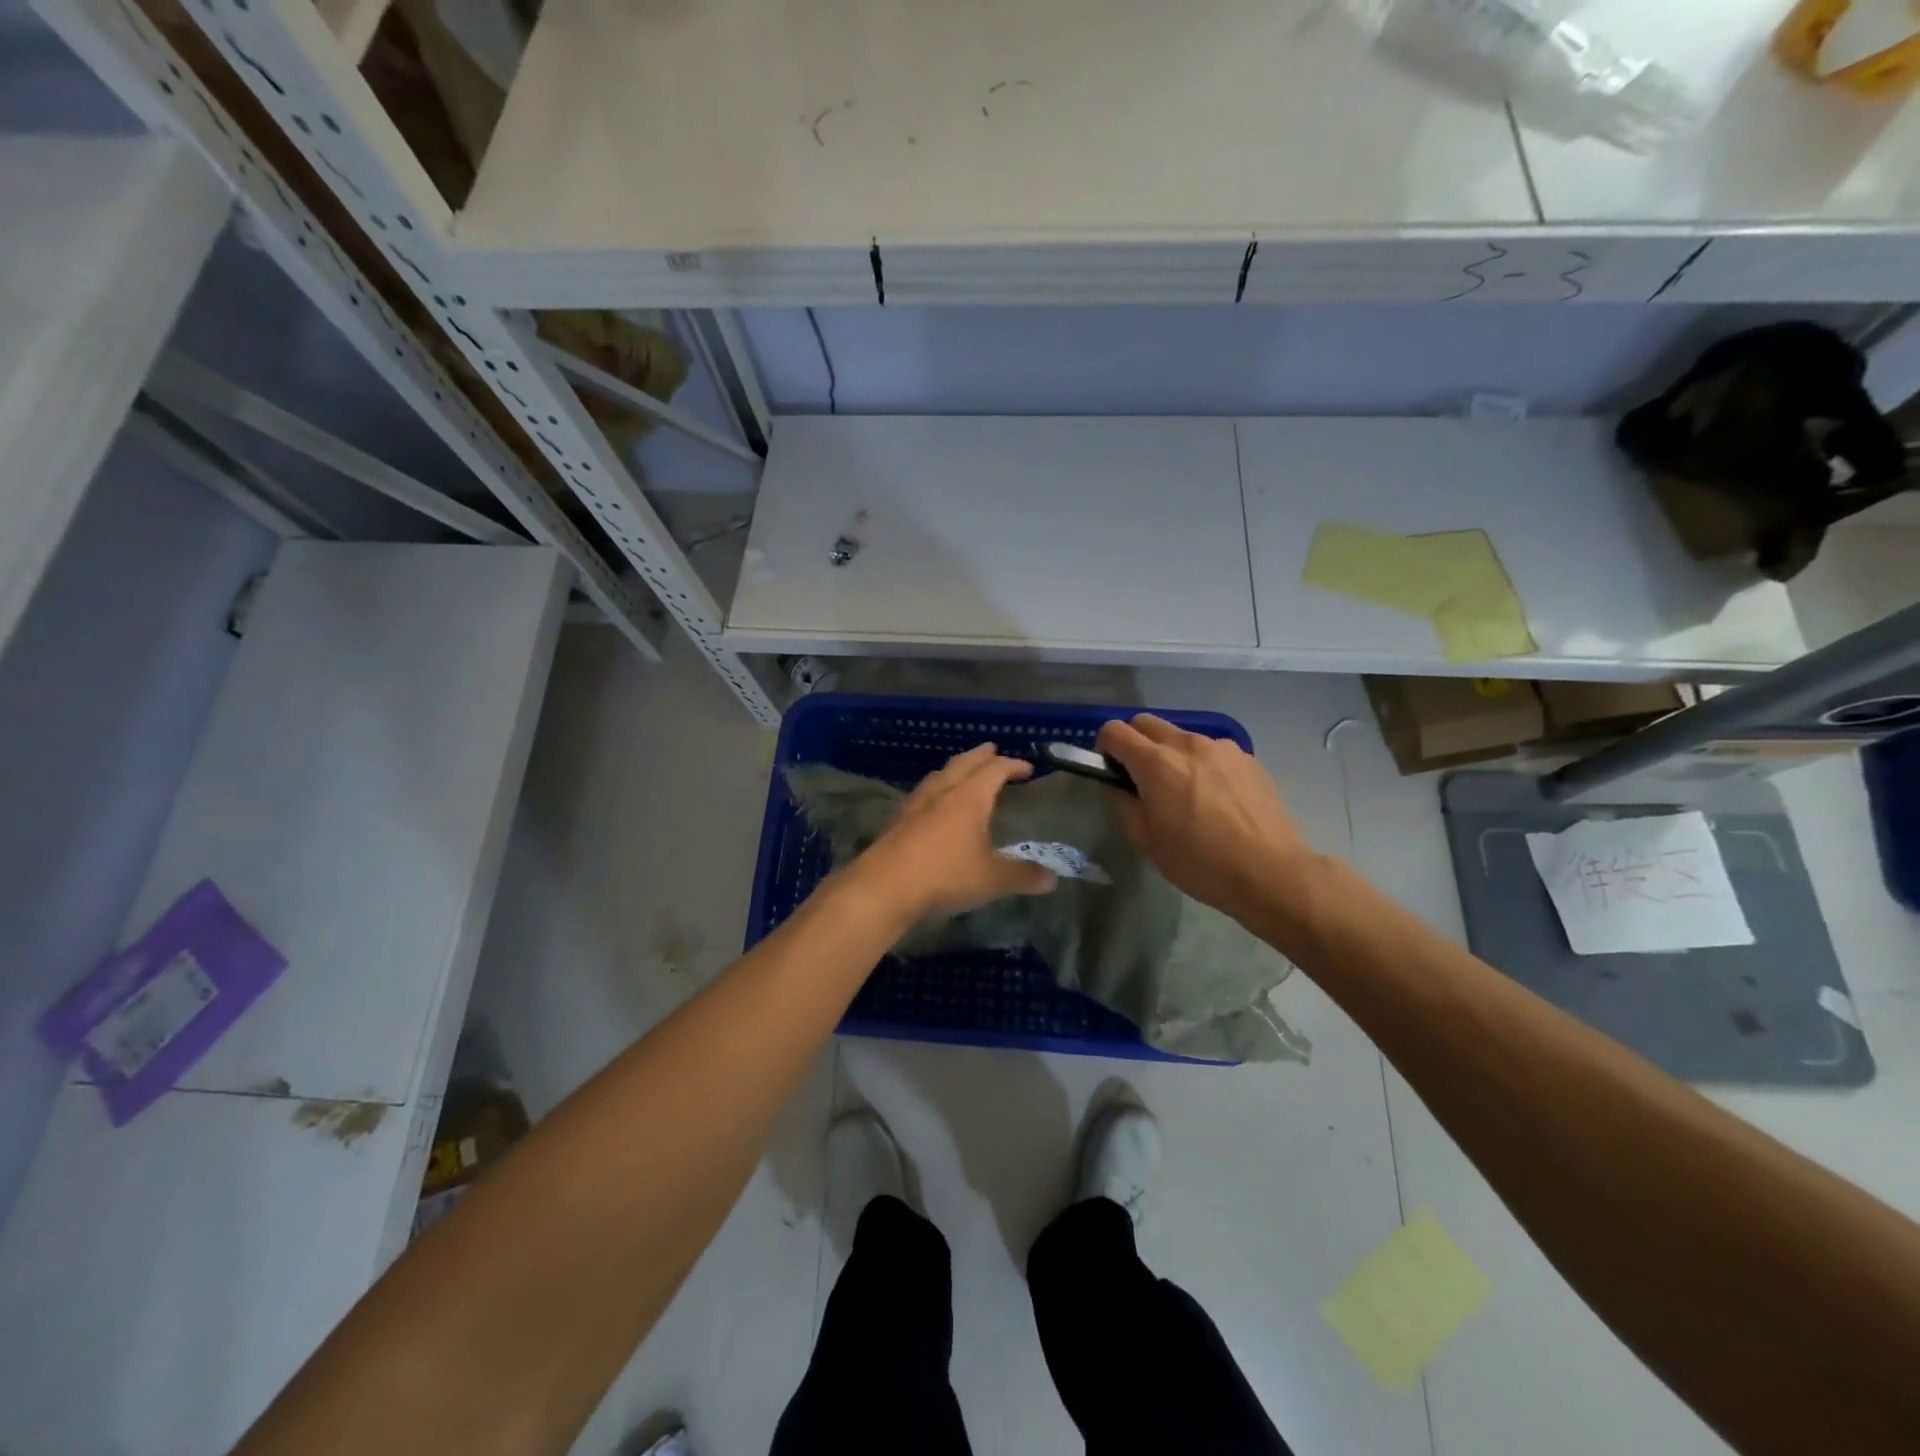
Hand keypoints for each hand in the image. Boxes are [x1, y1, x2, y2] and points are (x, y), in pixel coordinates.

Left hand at [853, 744, 1056, 921]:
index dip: (1013, 766)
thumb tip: (1053, 879)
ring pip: (939, 775)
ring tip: (963, 772)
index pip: (995, 769)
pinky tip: (933, 805)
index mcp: (969, 797)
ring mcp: (915, 803)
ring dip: (955, 769)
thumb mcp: (991, 879)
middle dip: (981, 756)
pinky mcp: (897, 819)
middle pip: (964, 763)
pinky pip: (922, 793)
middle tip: (992, 751)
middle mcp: (942, 792)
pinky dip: (936, 790)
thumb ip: (1023, 876)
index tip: (1027, 769)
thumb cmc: (944, 875)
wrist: (884, 886)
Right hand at [1098, 714, 1315, 924]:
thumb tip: (1116, 785)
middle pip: (1146, 723)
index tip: (1110, 771)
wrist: (1271, 872)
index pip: (1115, 731)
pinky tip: (1215, 799)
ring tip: (1184, 793)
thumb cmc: (1200, 863)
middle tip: (1140, 779)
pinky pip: (1211, 751)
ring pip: (1180, 737)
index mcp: (1157, 763)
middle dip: (1134, 743)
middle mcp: (1188, 744)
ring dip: (1170, 755)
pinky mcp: (1247, 758)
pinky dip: (1201, 764)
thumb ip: (1122, 804)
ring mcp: (1221, 748)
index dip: (1104, 748)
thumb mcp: (1147, 842)